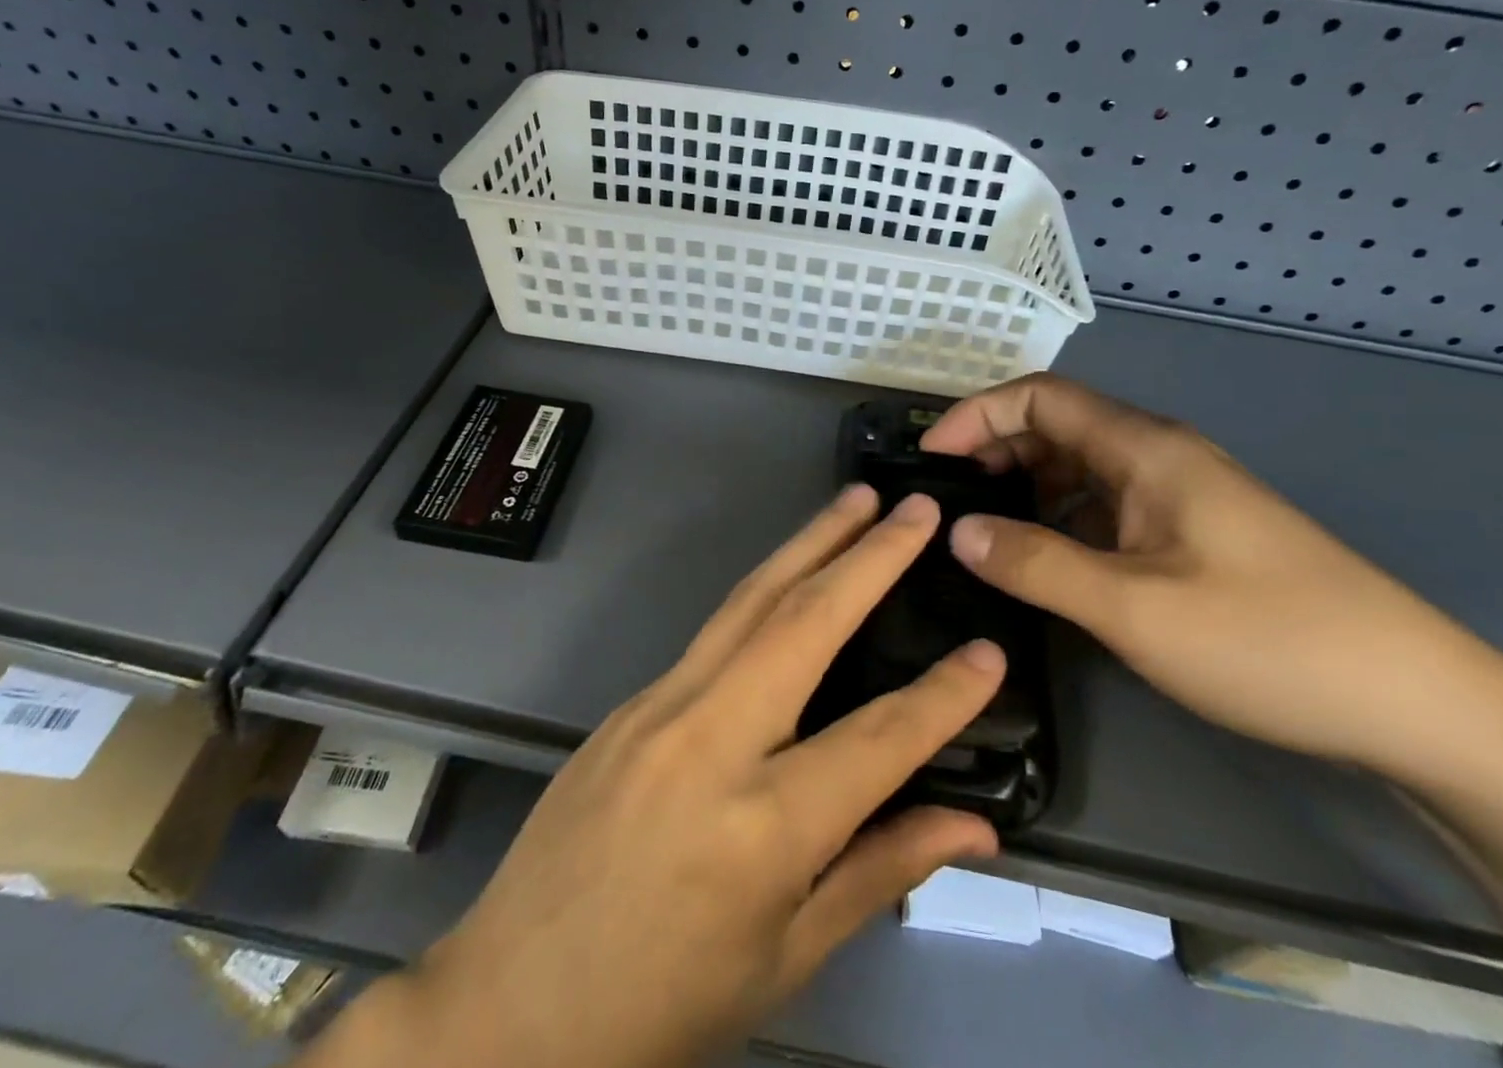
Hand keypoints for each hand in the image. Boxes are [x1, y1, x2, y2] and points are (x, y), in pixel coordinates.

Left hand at [376, 487, 1003, 1067]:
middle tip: (915, 510)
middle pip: (805, 624)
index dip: (943, 696)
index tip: (991, 652)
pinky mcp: (633, 697)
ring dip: (811, 542)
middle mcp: (710, 740)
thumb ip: (880, 871)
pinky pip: (715, 629)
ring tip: (856, 501)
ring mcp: (662, 705)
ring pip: (752, 600)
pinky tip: (794, 569)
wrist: (511, 1001)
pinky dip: (766, 585)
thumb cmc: (662, 1001)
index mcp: (761, 827)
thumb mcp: (786, 956)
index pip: (877, 741)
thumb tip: (973, 825)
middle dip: (869, 557)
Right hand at [924, 374, 1494, 772]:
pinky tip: (1045, 562)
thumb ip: (1036, 564)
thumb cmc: (1268, 641)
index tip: (930, 459)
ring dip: (1025, 487)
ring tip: (982, 533)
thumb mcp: (1133, 609)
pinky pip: (1107, 505)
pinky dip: (1061, 519)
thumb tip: (957, 532)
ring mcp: (1181, 494)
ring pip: (1081, 468)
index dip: (976, 416)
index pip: (1039, 397)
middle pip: (1057, 426)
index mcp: (1145, 449)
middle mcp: (1159, 456)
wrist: (1418, 703)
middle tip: (946, 503)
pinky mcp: (1194, 532)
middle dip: (993, 451)